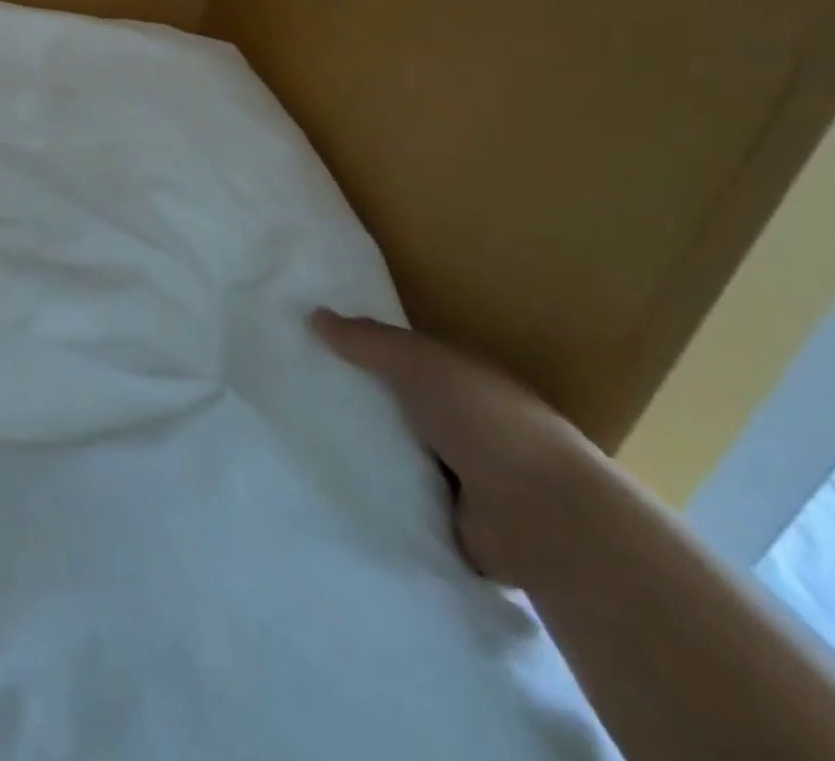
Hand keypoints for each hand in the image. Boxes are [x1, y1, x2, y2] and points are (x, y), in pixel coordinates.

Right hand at [311, 310, 593, 585]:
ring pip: (395, 451)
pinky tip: (326, 480)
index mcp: (464, 380)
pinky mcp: (448, 520)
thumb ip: (367, 340)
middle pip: (397, 404)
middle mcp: (464, 423)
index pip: (408, 358)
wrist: (539, 514)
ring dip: (361, 448)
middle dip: (356, 399)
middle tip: (295, 389)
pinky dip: (372, 491)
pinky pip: (398, 497)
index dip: (366, 350)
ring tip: (298, 434)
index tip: (315, 345)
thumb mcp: (417, 361)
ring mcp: (460, 474)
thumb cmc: (483, 418)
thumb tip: (314, 314)